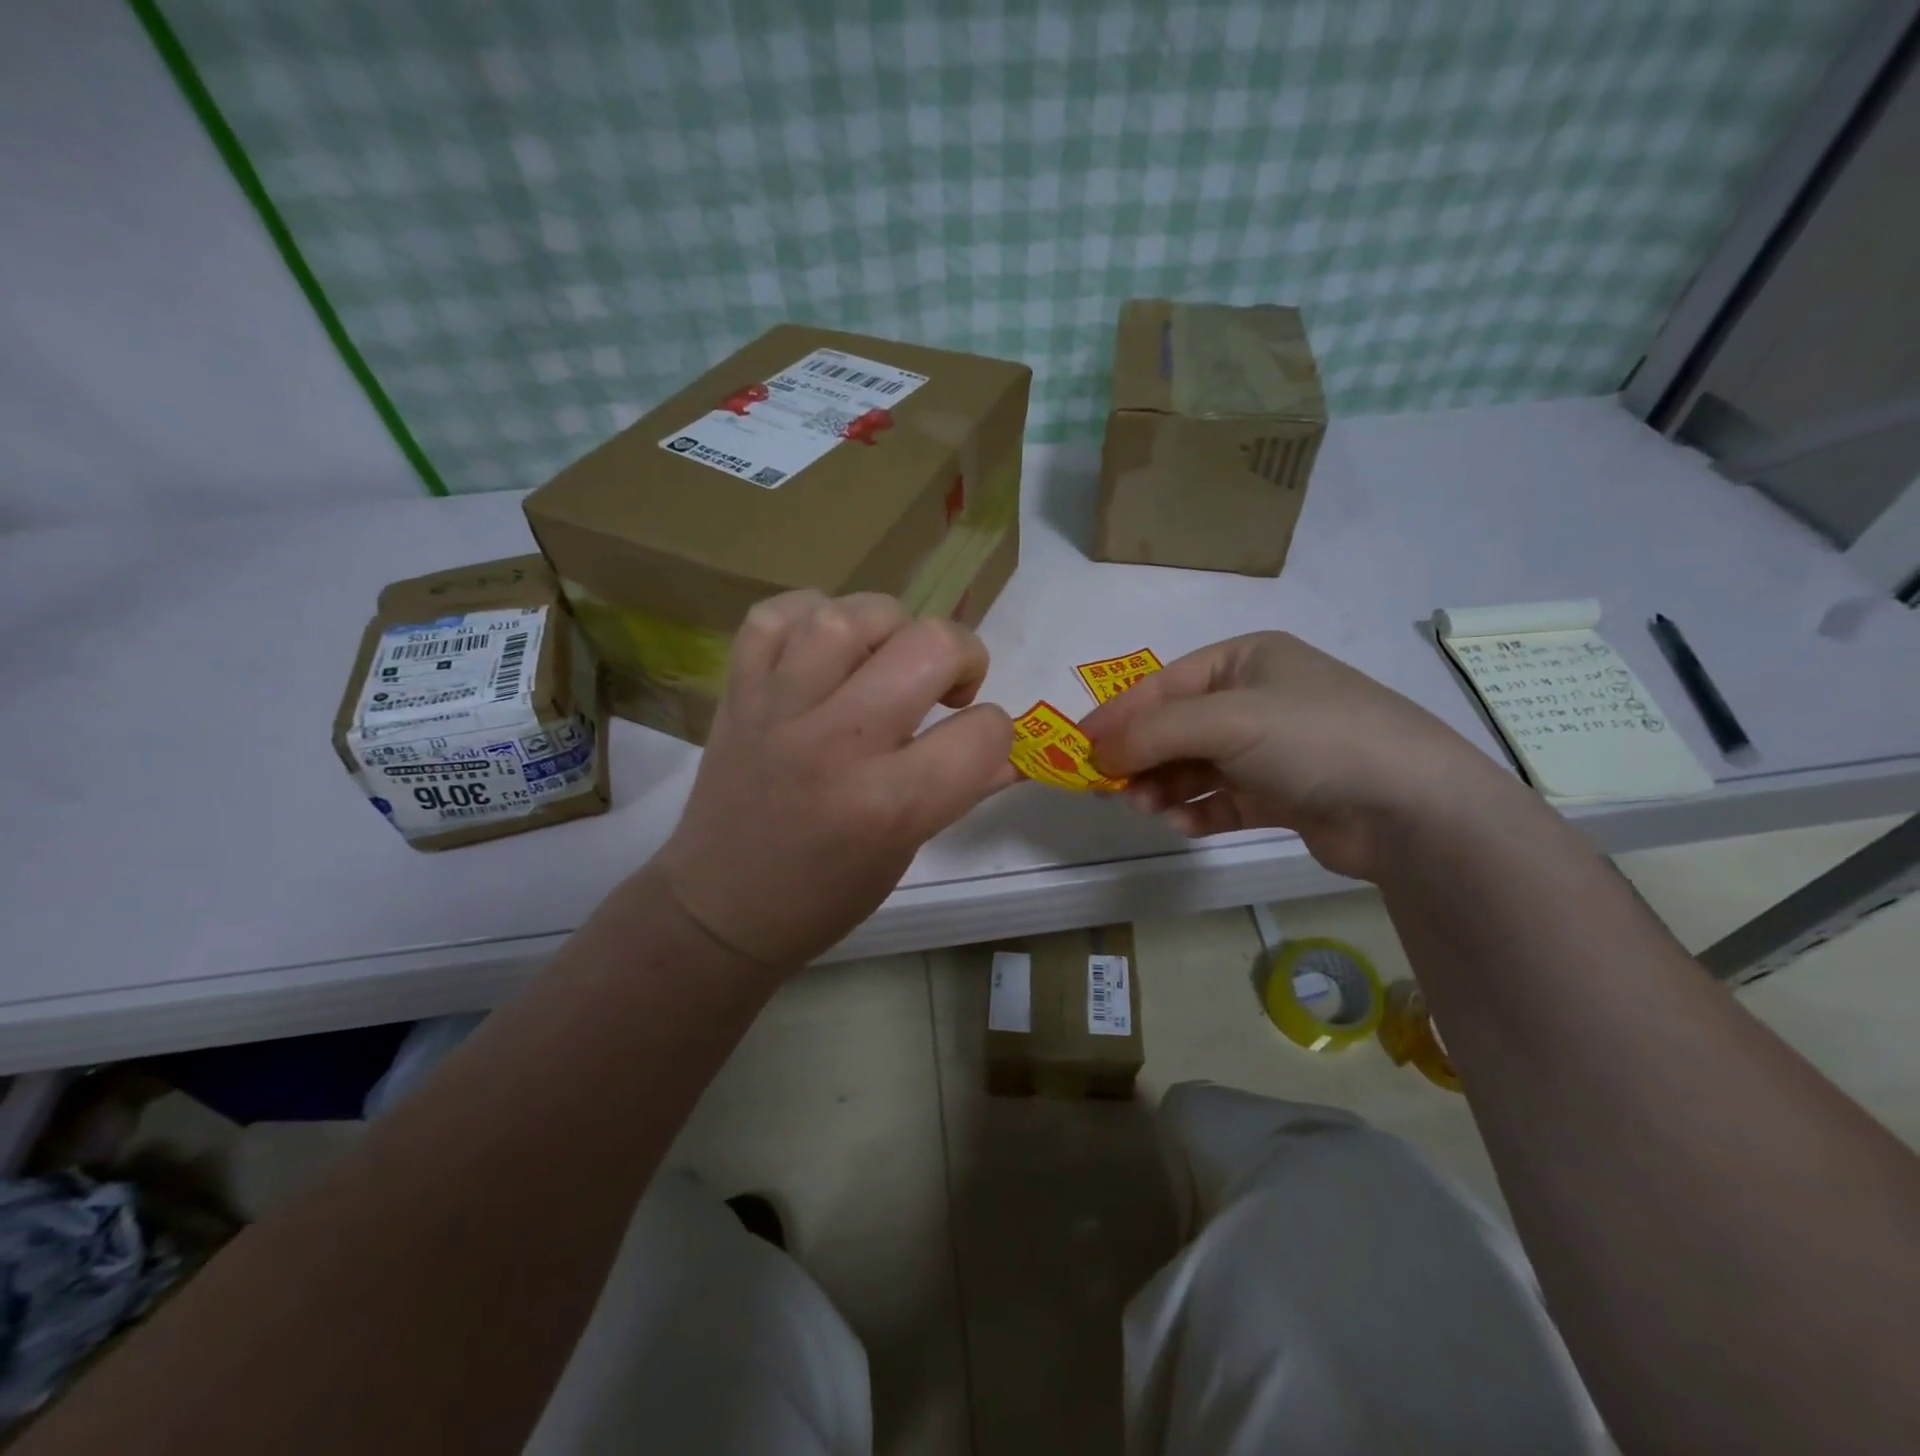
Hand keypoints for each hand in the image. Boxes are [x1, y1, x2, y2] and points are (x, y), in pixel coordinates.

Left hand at [651, 591, 1017, 970]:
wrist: (720, 907)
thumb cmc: (825, 895)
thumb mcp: (907, 850)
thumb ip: (964, 790)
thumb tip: (1013, 751)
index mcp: (890, 803)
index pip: (982, 732)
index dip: (995, 733)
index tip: (973, 744)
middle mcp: (837, 744)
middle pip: (928, 646)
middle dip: (962, 656)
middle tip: (946, 687)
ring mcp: (779, 710)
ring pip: (849, 616)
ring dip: (890, 626)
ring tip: (887, 658)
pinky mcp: (738, 692)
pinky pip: (776, 616)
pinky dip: (810, 616)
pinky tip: (825, 649)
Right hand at [1081, 631, 1514, 880]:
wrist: (1413, 808)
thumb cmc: (1314, 738)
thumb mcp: (1226, 720)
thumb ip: (1152, 732)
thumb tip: (1095, 752)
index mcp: (1245, 660)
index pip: (1163, 684)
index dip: (1118, 716)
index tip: (1077, 749)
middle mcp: (1255, 698)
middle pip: (1175, 727)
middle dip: (1142, 758)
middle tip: (1111, 790)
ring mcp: (1270, 748)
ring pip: (1194, 766)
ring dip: (1165, 787)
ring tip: (1148, 810)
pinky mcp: (1281, 793)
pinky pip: (1221, 799)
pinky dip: (1198, 811)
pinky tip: (1185, 825)